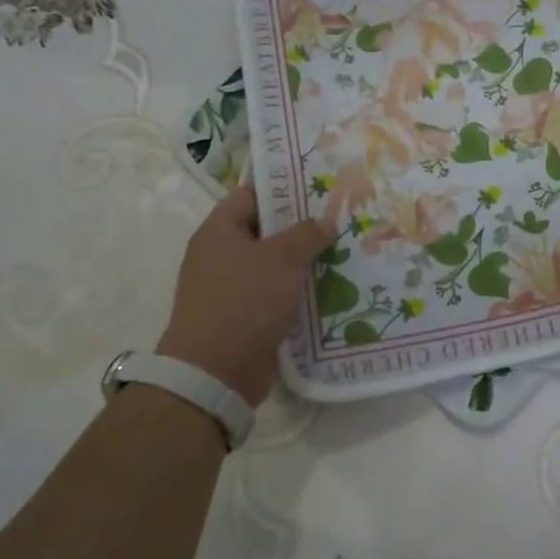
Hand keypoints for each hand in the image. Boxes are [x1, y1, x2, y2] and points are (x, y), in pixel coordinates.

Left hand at [156, 187, 335, 407]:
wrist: (215, 374)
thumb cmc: (244, 301)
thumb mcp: (281, 259)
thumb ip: (306, 234)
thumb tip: (325, 221)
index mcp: (219, 231)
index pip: (251, 194)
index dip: (283, 186)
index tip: (318, 185)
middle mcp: (220, 255)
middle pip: (266, 229)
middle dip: (302, 226)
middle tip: (340, 217)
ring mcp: (231, 288)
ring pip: (274, 264)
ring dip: (305, 260)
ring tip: (345, 249)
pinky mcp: (244, 316)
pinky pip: (276, 294)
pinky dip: (298, 290)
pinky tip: (331, 286)